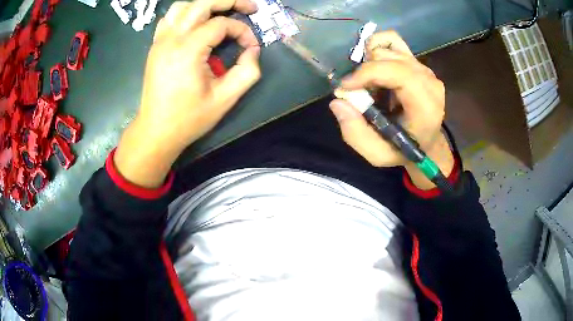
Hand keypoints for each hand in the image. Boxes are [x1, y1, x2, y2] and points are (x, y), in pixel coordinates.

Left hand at [114, 0, 260, 187]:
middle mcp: (171, 39)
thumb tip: (252, 49)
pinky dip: (186, 13)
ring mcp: (160, 41)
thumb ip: (247, 71)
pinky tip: (197, 22)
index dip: (242, 30)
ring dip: (205, 5)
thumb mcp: (225, 99)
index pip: (221, 24)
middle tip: (249, 7)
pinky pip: (170, 18)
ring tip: (222, 12)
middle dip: (229, 1)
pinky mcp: (156, 46)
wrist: (156, 131)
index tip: (250, 46)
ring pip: (183, 6)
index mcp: (188, 50)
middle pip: (202, 4)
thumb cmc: (189, 118)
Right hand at [329, 31, 453, 188]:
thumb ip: (356, 133)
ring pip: (388, 46)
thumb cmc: (403, 150)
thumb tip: (338, 101)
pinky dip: (376, 47)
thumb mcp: (377, 154)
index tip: (345, 87)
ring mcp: (424, 68)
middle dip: (364, 71)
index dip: (368, 73)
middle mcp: (429, 81)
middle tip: (358, 93)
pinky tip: (374, 66)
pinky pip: (392, 40)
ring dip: (370, 62)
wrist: (426, 141)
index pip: (399, 73)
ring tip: (369, 84)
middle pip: (388, 57)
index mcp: (426, 105)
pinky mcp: (417, 61)